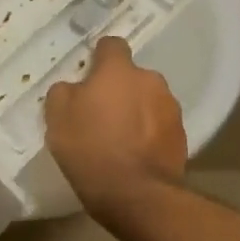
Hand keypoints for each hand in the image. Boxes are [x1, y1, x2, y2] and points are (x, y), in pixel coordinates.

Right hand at [44, 36, 186, 218]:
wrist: (136, 195)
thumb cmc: (90, 148)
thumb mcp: (57, 117)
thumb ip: (64, 92)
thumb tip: (74, 88)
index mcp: (118, 70)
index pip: (111, 45)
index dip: (98, 58)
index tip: (88, 76)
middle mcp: (150, 80)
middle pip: (131, 76)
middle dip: (119, 89)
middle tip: (100, 114)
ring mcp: (171, 108)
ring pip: (148, 101)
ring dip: (136, 111)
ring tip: (120, 139)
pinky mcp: (183, 137)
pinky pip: (160, 126)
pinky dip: (149, 134)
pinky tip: (135, 155)